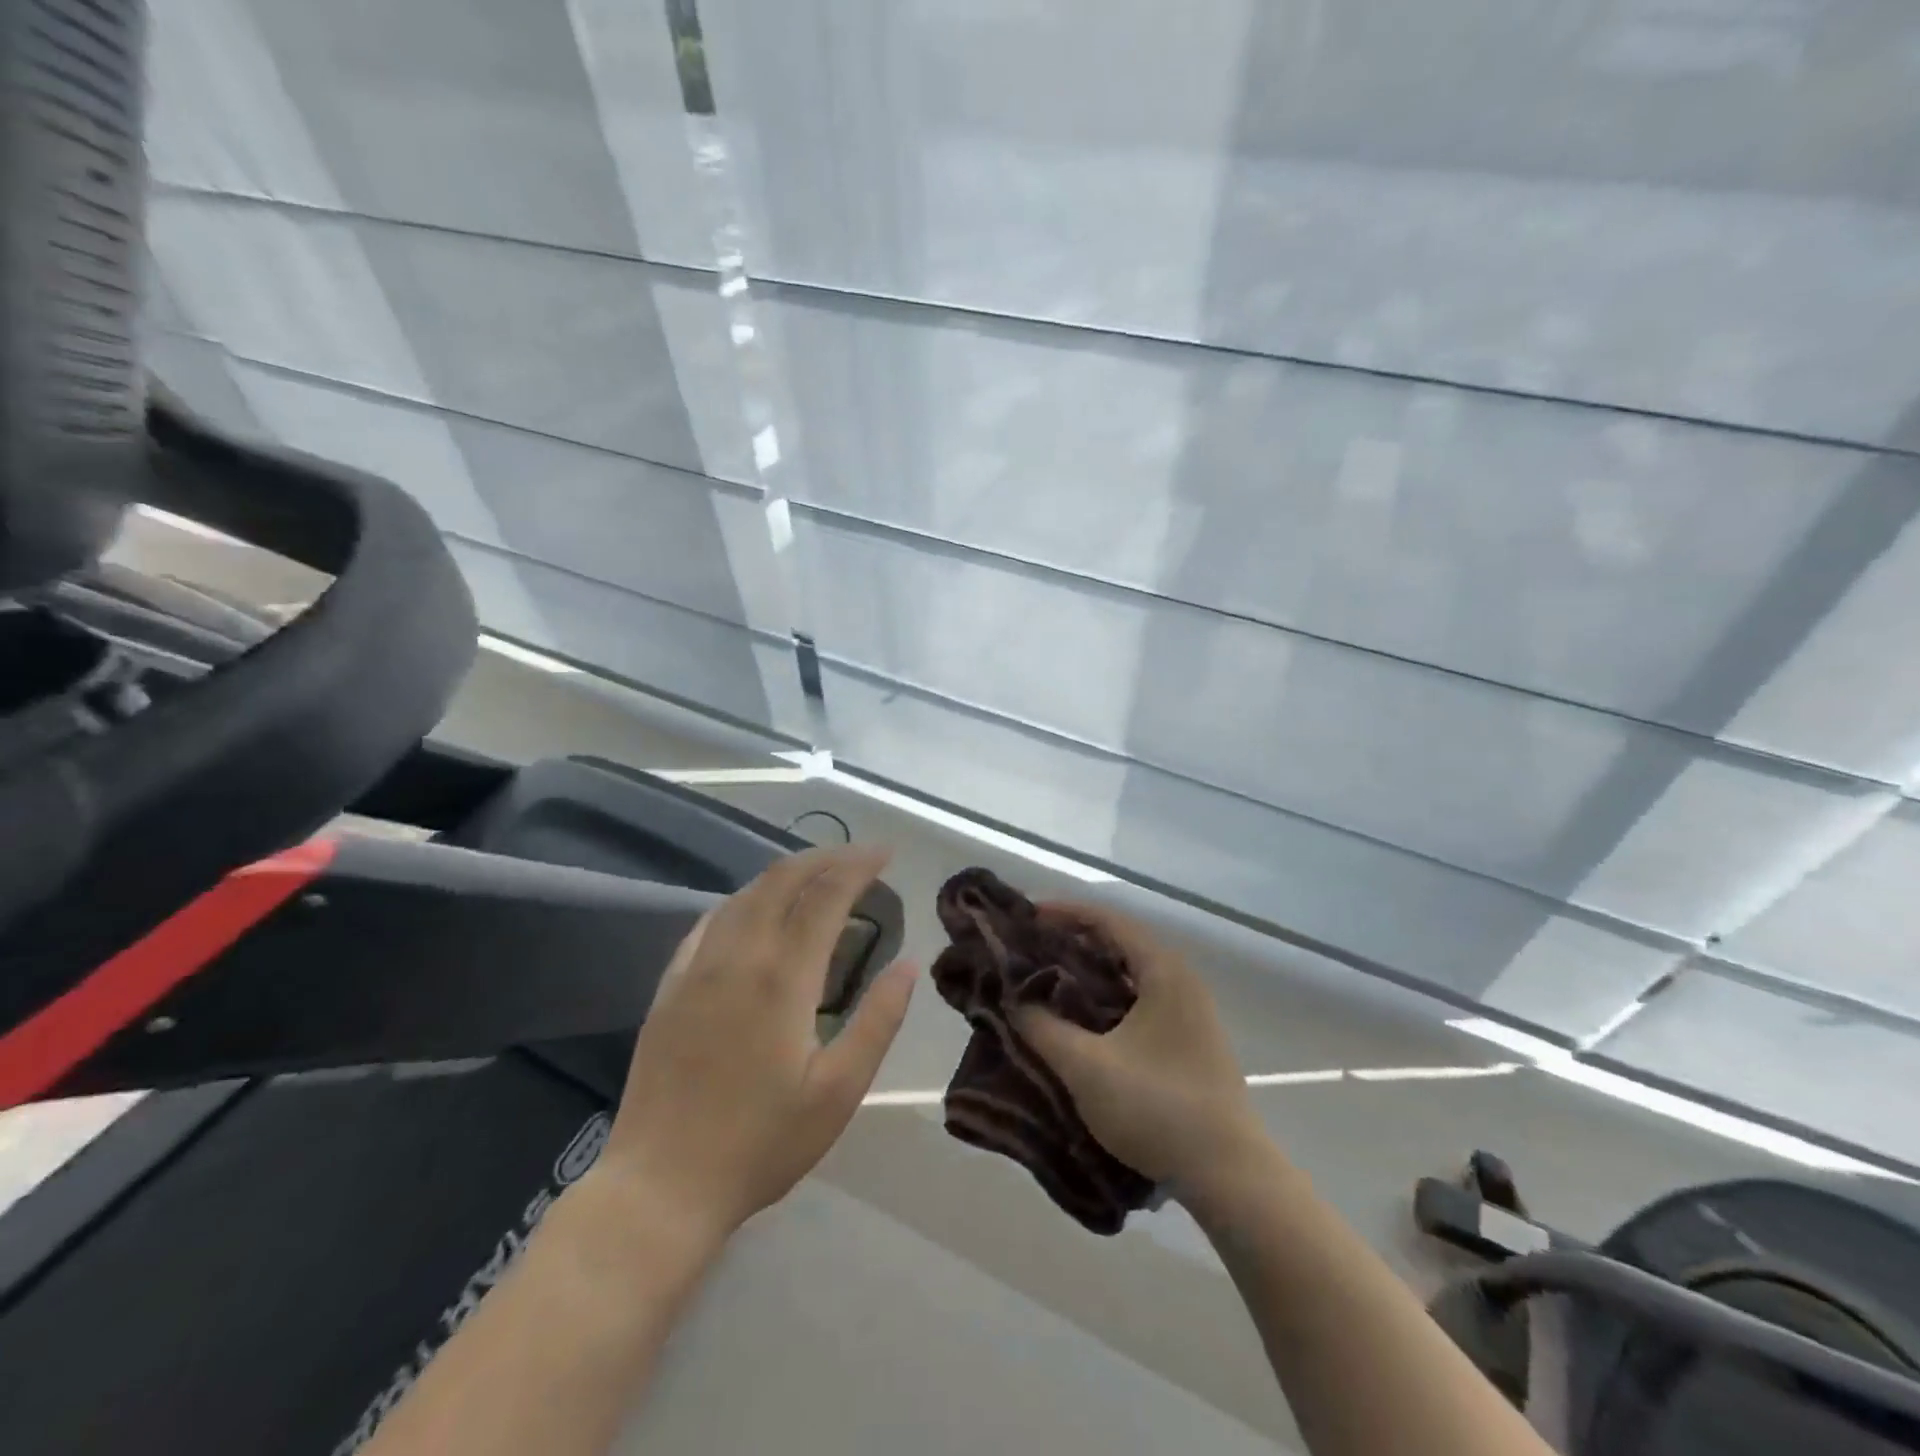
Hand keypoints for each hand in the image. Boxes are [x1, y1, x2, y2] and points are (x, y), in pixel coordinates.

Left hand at [601, 846, 916, 1240]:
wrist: (660, 1187)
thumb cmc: (761, 1144)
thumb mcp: (839, 1092)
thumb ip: (878, 1022)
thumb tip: (908, 965)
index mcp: (783, 978)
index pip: (825, 896)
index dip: (858, 866)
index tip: (885, 853)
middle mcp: (738, 957)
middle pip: (782, 880)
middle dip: (824, 857)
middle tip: (858, 857)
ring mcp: (696, 968)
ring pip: (744, 895)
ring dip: (785, 874)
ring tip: (817, 876)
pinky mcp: (669, 987)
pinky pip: (710, 921)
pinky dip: (744, 900)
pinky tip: (756, 911)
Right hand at [1012, 902, 1266, 1197]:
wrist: (1229, 1175)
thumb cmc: (1157, 1108)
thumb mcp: (1087, 1067)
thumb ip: (1043, 1028)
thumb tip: (1015, 1001)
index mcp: (1163, 971)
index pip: (1107, 920)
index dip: (1064, 913)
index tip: (1026, 917)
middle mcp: (1180, 980)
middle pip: (1119, 942)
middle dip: (1073, 941)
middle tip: (1030, 948)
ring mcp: (1190, 1011)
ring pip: (1129, 973)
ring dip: (1089, 971)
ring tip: (1048, 979)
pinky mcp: (1189, 1040)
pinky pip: (1139, 999)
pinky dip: (1106, 997)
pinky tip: (1081, 1018)